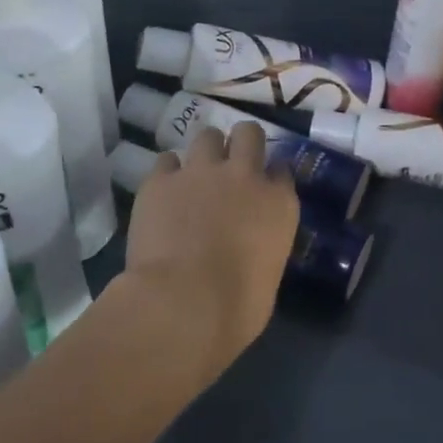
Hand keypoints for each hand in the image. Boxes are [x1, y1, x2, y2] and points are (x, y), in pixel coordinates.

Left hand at [124, 122, 299, 368]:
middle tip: (232, 165)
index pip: (282, 171)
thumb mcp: (269, 276)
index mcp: (278, 203)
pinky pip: (166, 161)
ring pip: (207, 135)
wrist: (182, 304)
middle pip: (249, 134)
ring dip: (206, 151)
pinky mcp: (160, 181)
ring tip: (197, 174)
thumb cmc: (237, 308)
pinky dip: (168, 172)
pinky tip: (164, 192)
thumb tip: (249, 249)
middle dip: (242, 143)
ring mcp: (200, 173)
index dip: (271, 177)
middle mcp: (244, 176)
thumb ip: (263, 247)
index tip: (264, 188)